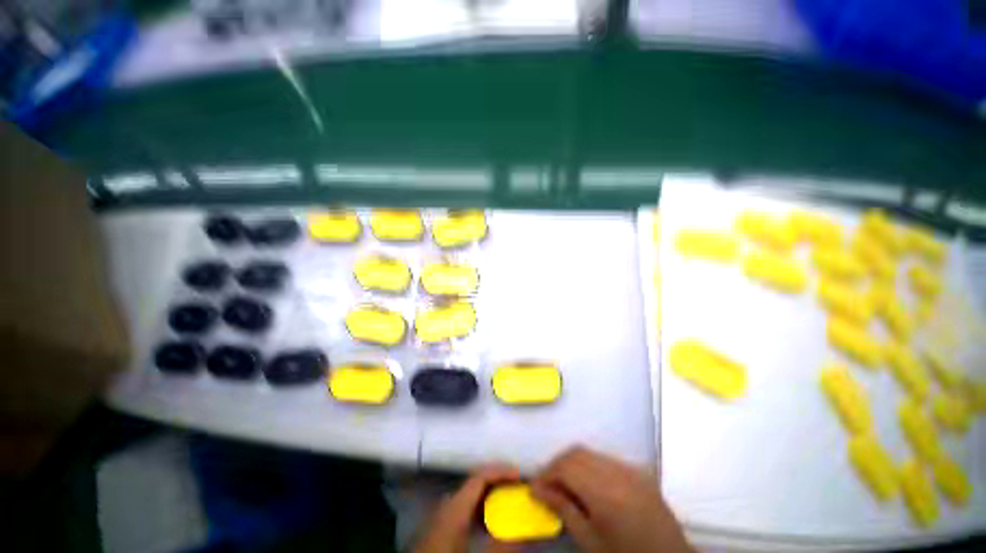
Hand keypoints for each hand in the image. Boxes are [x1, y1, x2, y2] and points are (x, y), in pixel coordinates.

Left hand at [413, 464, 520, 552]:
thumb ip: (501, 546)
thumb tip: (526, 532)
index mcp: (454, 507)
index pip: (479, 476)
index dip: (501, 471)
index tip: (520, 475)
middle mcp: (446, 505)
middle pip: (475, 484)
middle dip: (498, 482)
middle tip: (518, 487)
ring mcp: (441, 516)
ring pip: (470, 497)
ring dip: (490, 496)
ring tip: (509, 502)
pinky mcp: (439, 529)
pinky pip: (464, 509)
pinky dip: (481, 510)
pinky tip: (490, 524)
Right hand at [531, 447, 691, 552]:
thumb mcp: (590, 541)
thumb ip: (563, 509)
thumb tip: (538, 489)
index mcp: (606, 493)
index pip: (566, 467)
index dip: (546, 474)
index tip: (534, 487)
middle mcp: (618, 473)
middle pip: (577, 453)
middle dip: (557, 464)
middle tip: (546, 484)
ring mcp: (630, 469)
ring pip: (590, 452)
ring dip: (572, 462)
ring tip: (562, 482)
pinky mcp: (638, 471)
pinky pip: (605, 458)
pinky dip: (589, 465)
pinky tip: (586, 482)